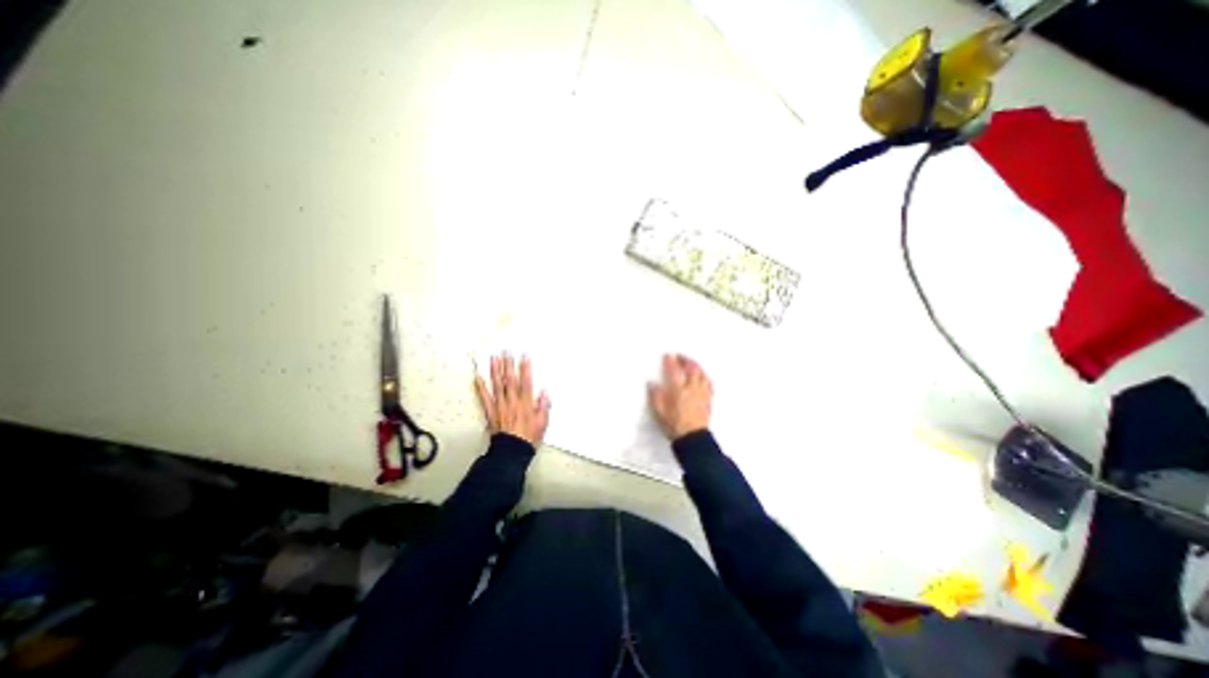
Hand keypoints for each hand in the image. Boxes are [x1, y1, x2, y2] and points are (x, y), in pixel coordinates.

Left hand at [474, 352, 550, 447]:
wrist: (511, 451)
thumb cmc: (529, 437)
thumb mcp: (542, 422)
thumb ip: (543, 406)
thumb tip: (545, 391)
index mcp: (525, 403)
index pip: (526, 381)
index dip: (525, 368)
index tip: (525, 356)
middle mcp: (512, 401)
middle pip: (510, 380)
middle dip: (508, 364)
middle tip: (507, 351)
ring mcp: (500, 405)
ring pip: (497, 385)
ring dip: (495, 370)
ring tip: (494, 358)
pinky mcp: (490, 411)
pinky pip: (484, 397)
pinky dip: (480, 386)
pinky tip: (477, 376)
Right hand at [646, 352, 709, 442]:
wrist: (693, 438)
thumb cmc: (674, 425)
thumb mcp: (659, 412)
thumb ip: (655, 396)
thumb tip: (651, 383)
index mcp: (678, 390)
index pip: (674, 371)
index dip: (670, 362)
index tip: (668, 355)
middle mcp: (691, 388)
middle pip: (691, 369)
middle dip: (686, 360)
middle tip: (680, 356)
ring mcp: (701, 393)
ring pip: (702, 375)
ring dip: (697, 366)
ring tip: (692, 363)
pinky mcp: (708, 400)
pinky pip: (708, 384)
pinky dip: (705, 377)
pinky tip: (703, 378)